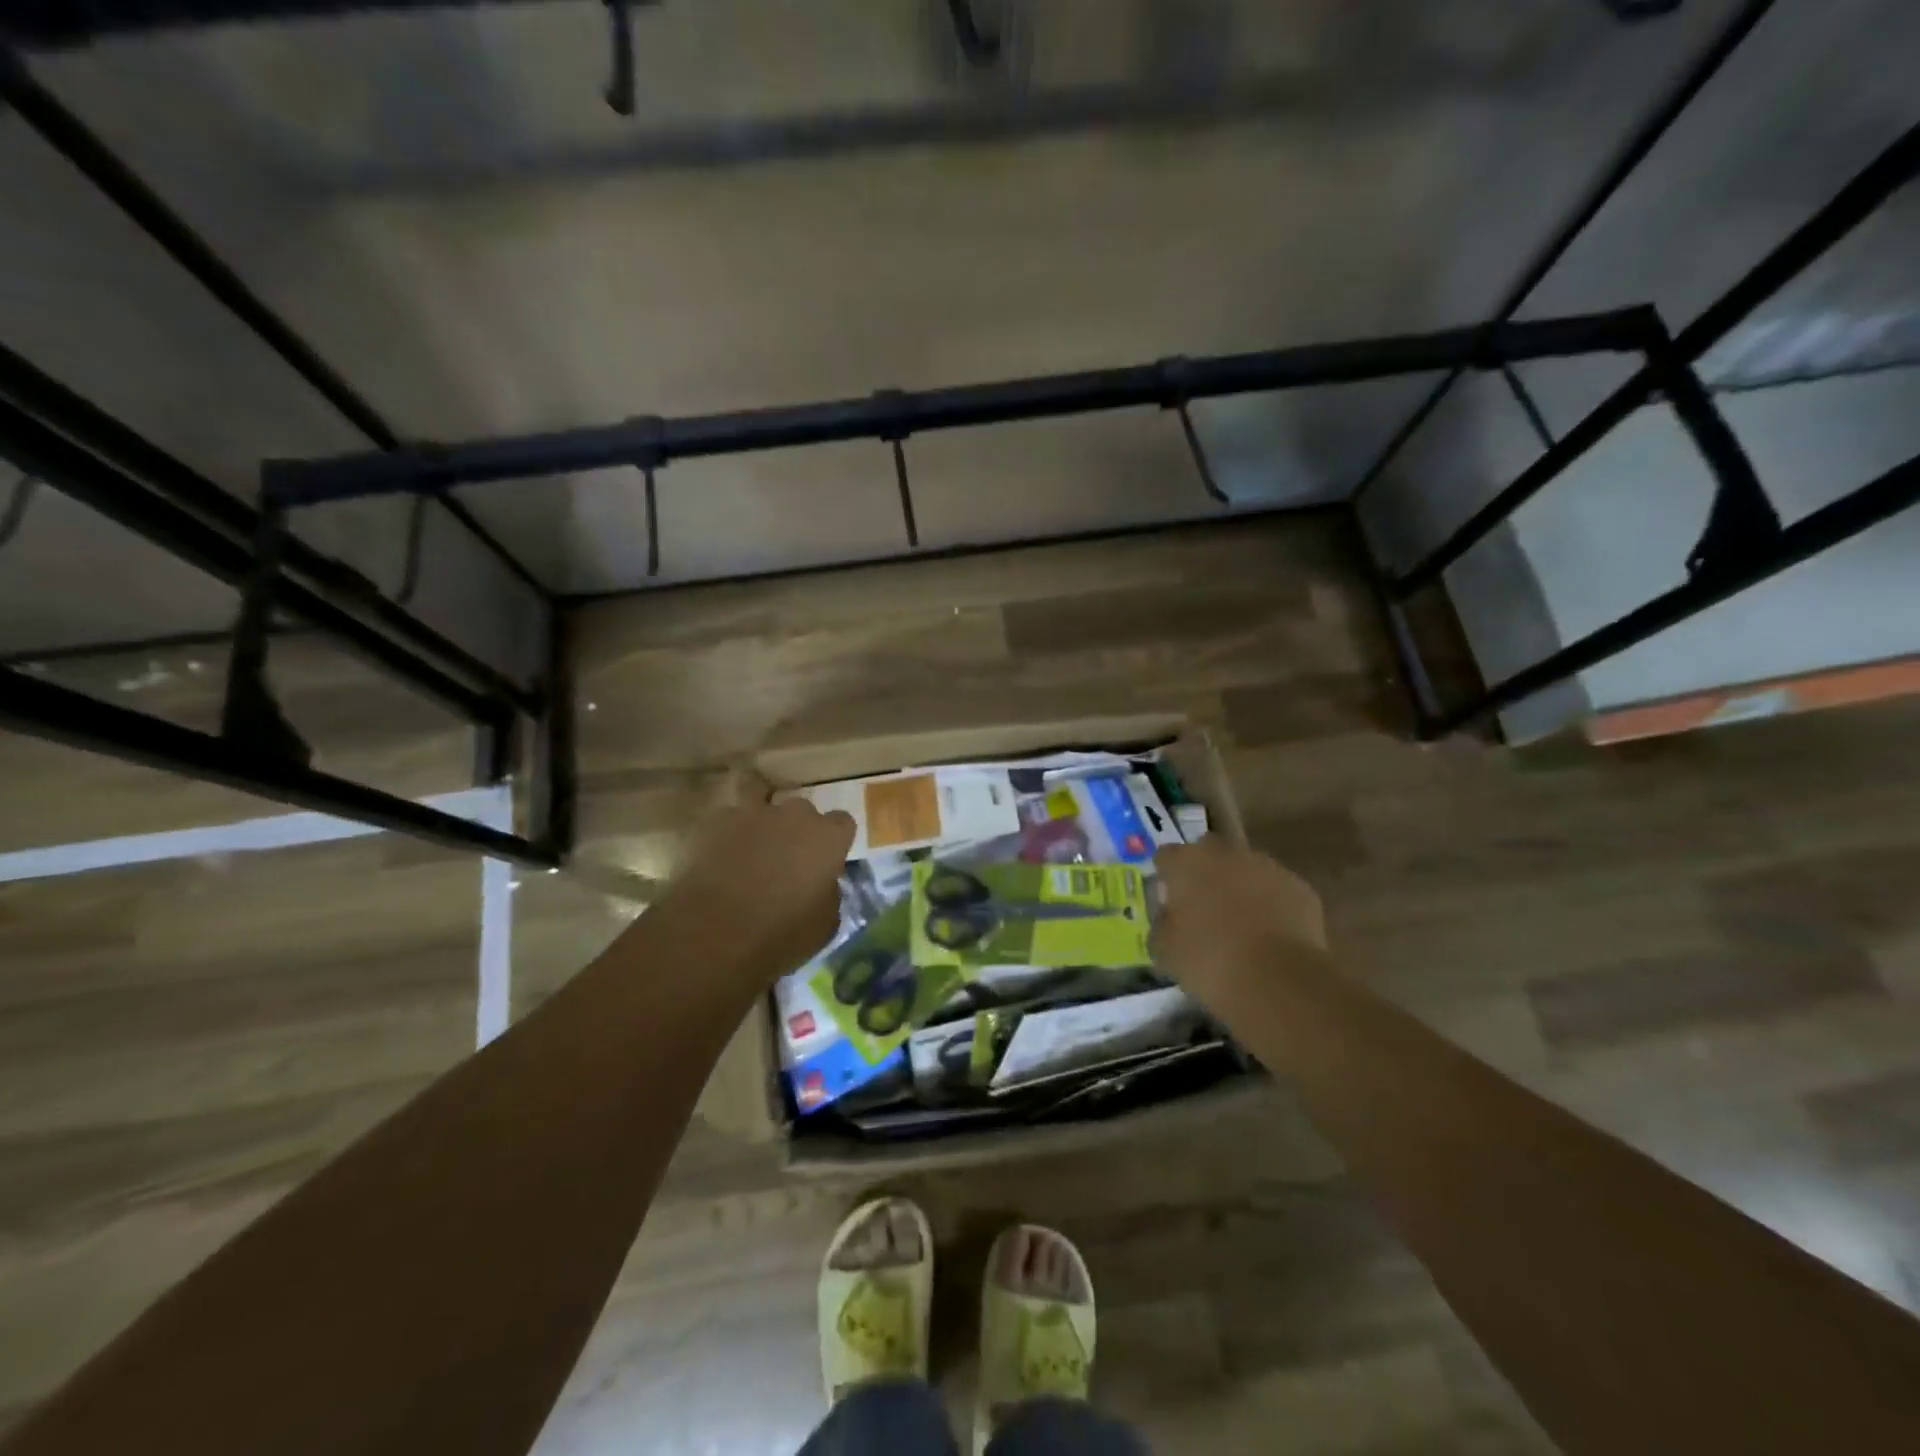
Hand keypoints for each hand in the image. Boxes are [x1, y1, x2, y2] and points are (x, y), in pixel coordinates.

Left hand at [659, 796, 855, 982]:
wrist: (714, 934)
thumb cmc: (780, 935)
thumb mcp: (824, 925)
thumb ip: (829, 893)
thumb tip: (822, 885)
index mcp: (828, 838)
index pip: (842, 823)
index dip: (833, 841)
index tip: (825, 861)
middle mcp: (795, 815)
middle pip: (802, 810)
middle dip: (797, 828)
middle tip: (787, 857)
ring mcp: (754, 812)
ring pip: (762, 799)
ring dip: (762, 818)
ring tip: (753, 841)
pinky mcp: (716, 821)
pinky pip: (728, 818)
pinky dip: (727, 831)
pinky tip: (721, 852)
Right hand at [1153, 836, 1328, 1012]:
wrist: (1278, 980)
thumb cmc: (1208, 960)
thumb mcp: (1165, 949)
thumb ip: (1162, 924)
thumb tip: (1169, 918)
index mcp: (1187, 862)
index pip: (1166, 856)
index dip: (1165, 877)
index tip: (1168, 901)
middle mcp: (1226, 853)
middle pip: (1208, 852)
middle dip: (1204, 873)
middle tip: (1203, 908)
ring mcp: (1268, 867)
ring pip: (1246, 869)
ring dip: (1240, 888)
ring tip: (1240, 925)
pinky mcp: (1300, 888)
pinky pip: (1277, 891)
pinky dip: (1271, 906)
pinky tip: (1269, 937)